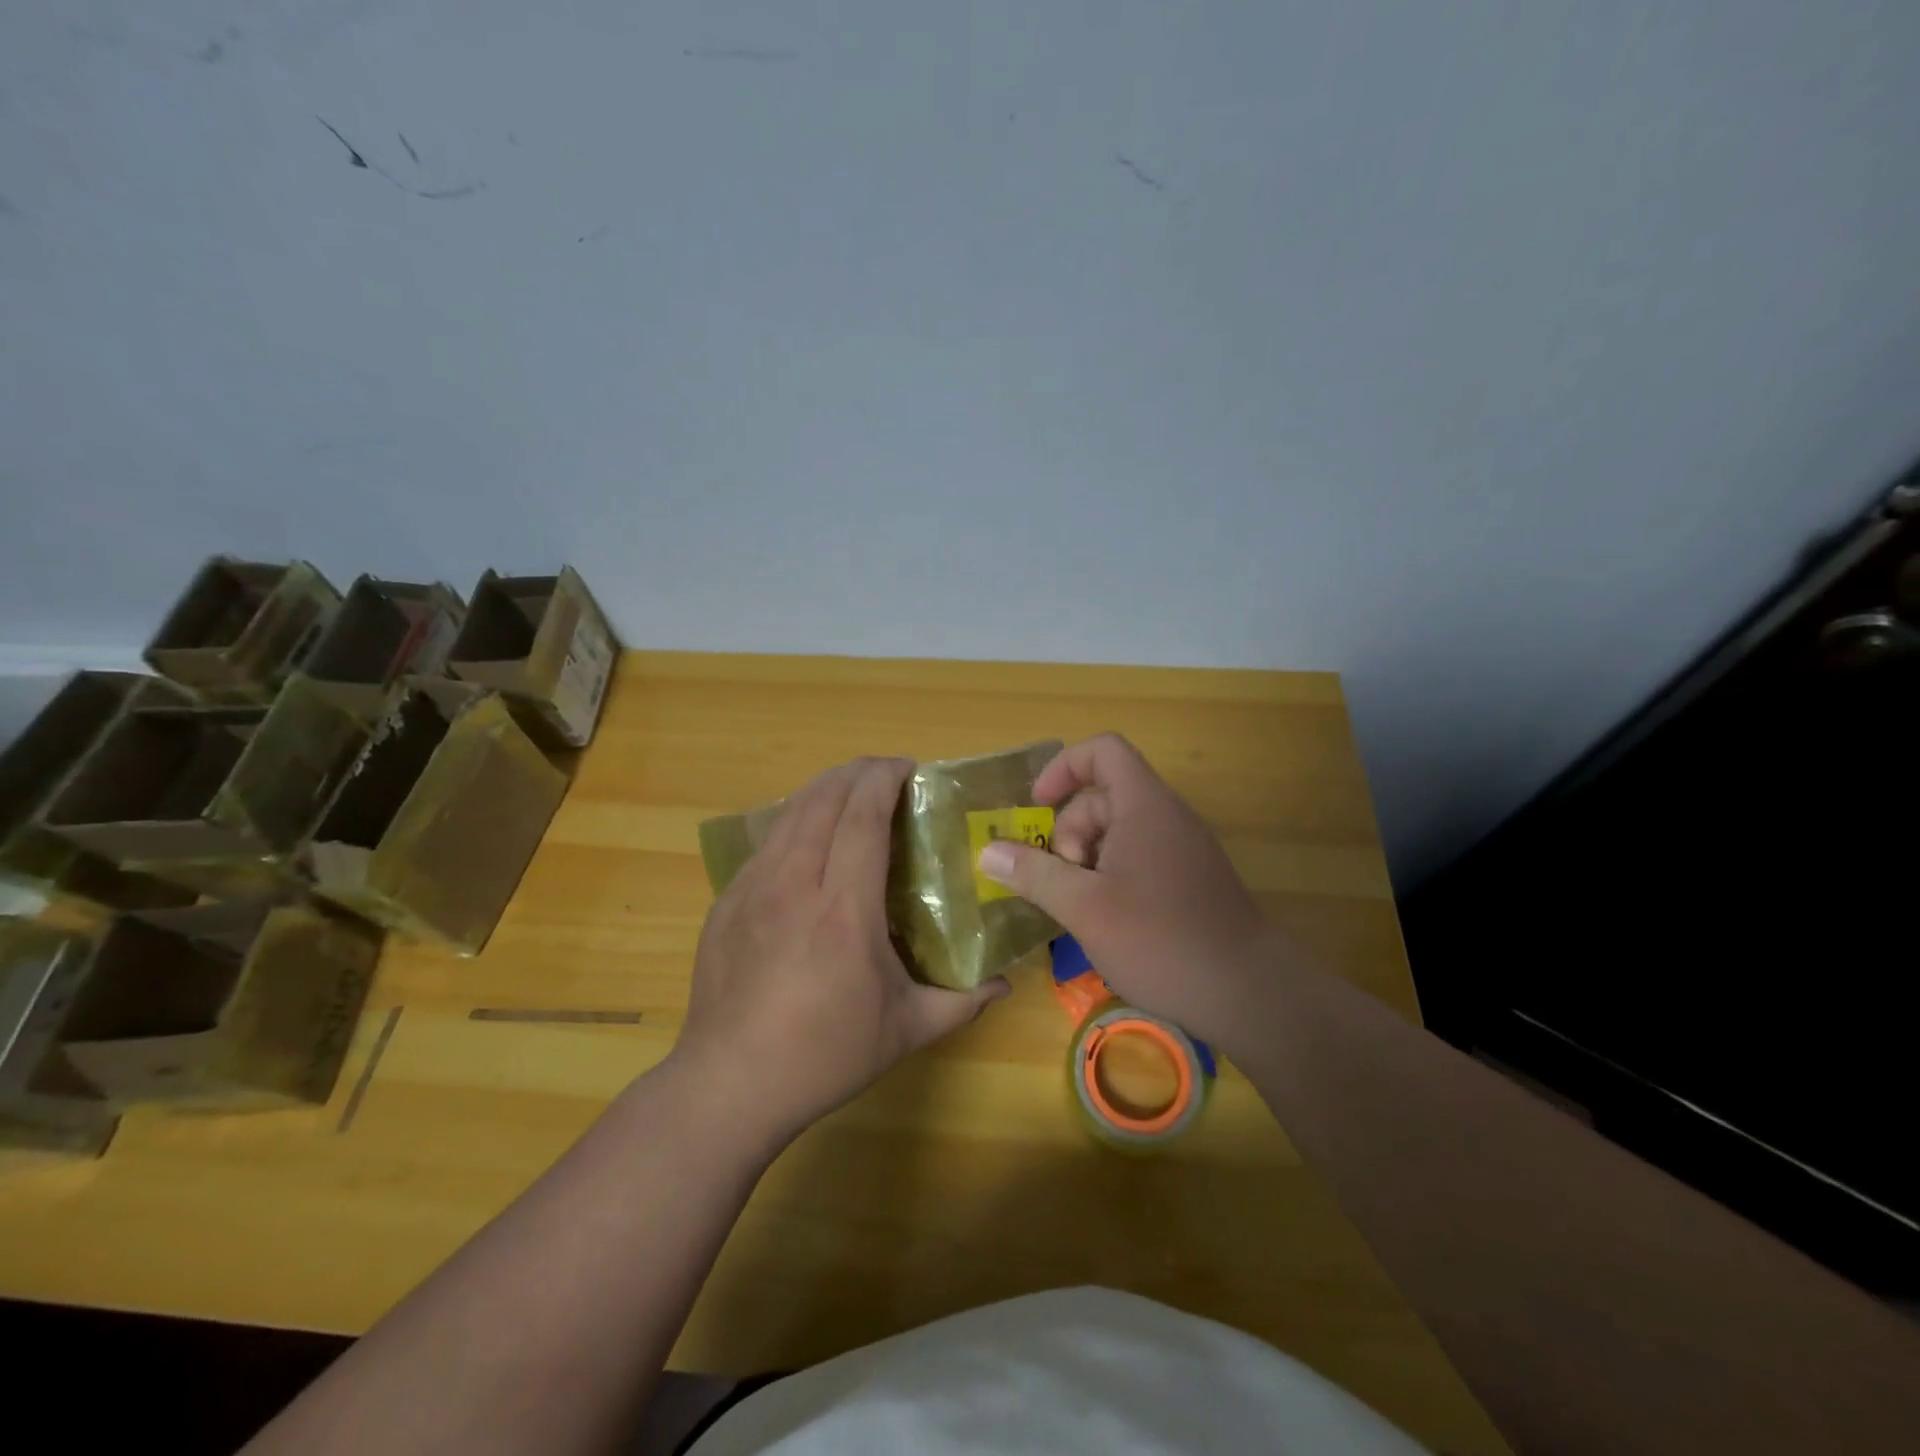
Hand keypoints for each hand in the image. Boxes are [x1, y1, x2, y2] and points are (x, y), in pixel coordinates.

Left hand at [673, 756, 1010, 1152]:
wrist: (728, 1086)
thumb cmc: (824, 1055)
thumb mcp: (905, 1030)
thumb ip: (962, 1002)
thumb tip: (1004, 984)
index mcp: (843, 910)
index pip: (862, 817)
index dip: (884, 779)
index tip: (909, 768)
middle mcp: (794, 885)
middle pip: (822, 799)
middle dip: (856, 772)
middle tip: (886, 774)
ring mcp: (752, 889)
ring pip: (788, 813)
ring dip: (823, 789)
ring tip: (850, 791)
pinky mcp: (725, 902)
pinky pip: (765, 843)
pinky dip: (793, 822)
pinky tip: (807, 839)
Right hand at [975, 733, 1270, 1053]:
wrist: (1250, 994)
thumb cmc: (1160, 940)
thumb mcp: (1084, 907)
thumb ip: (1033, 874)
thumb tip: (987, 852)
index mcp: (1144, 805)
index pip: (1103, 751)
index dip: (1064, 767)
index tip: (1037, 807)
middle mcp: (1167, 817)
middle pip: (1103, 796)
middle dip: (1069, 832)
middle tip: (1063, 882)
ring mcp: (1183, 849)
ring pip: (1119, 832)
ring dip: (1087, 860)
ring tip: (1081, 907)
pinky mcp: (1191, 880)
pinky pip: (1139, 857)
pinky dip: (1111, 876)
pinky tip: (1106, 920)